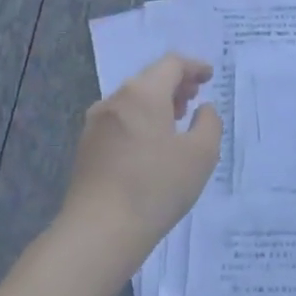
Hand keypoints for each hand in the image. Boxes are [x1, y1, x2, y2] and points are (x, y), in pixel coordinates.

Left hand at [62, 54, 222, 258]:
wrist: (99, 231)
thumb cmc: (156, 186)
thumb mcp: (202, 154)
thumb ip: (209, 123)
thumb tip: (203, 109)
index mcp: (143, 93)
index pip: (171, 64)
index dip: (193, 67)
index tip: (209, 77)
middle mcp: (115, 100)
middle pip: (148, 79)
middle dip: (174, 84)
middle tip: (194, 98)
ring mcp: (95, 124)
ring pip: (132, 100)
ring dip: (156, 103)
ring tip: (175, 120)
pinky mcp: (86, 147)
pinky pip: (119, 120)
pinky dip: (140, 120)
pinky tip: (151, 145)